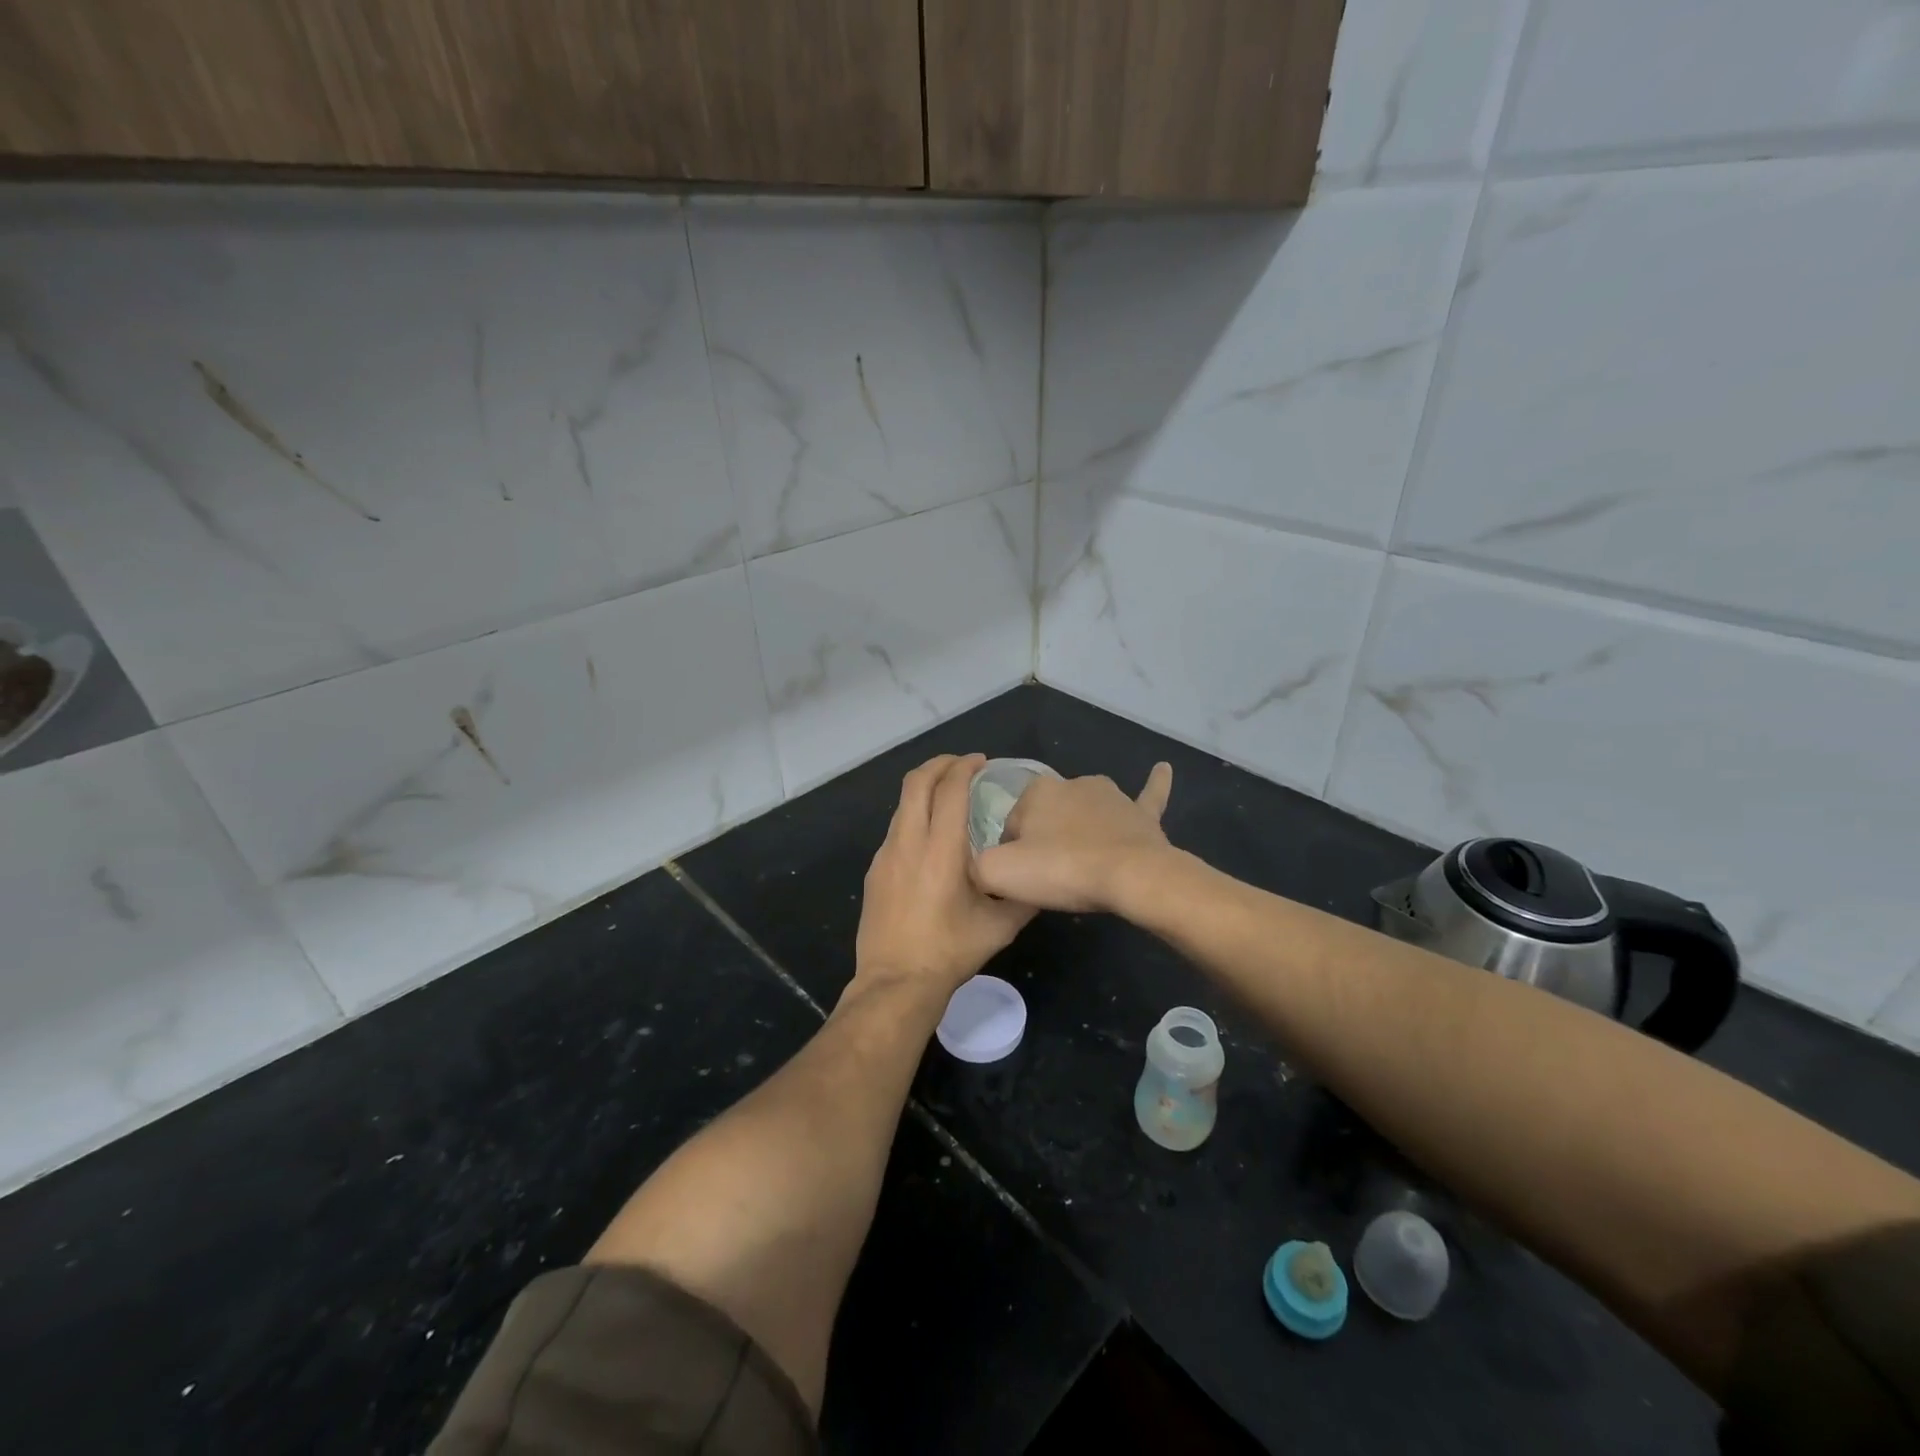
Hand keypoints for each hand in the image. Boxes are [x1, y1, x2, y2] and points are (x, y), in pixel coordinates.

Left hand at [854, 754, 1035, 996]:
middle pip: (916, 782)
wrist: (896, 983)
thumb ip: (1024, 896)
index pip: (950, 789)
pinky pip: (895, 829)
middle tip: (962, 766)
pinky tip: (930, 838)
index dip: (965, 767)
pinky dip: (914, 816)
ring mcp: (886, 855)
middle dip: (939, 764)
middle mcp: (908, 842)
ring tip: (948, 797)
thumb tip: (1040, 875)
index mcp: (941, 849)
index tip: (981, 762)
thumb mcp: (1000, 927)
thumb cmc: (950, 952)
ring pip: (902, 804)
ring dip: (924, 789)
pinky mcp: (874, 871)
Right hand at [971, 762, 1174, 912]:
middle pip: (1047, 818)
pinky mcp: (1141, 813)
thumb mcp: (997, 873)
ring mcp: (1111, 796)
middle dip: (1046, 841)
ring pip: (1086, 810)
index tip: (1024, 877)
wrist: (1130, 877)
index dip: (1013, 854)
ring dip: (1081, 827)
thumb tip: (982, 867)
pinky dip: (1155, 783)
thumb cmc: (1061, 870)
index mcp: (1036, 792)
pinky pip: (1148, 795)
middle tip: (1053, 876)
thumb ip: (976, 865)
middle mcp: (1072, 783)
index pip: (1011, 825)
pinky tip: (1163, 768)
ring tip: (1083, 861)